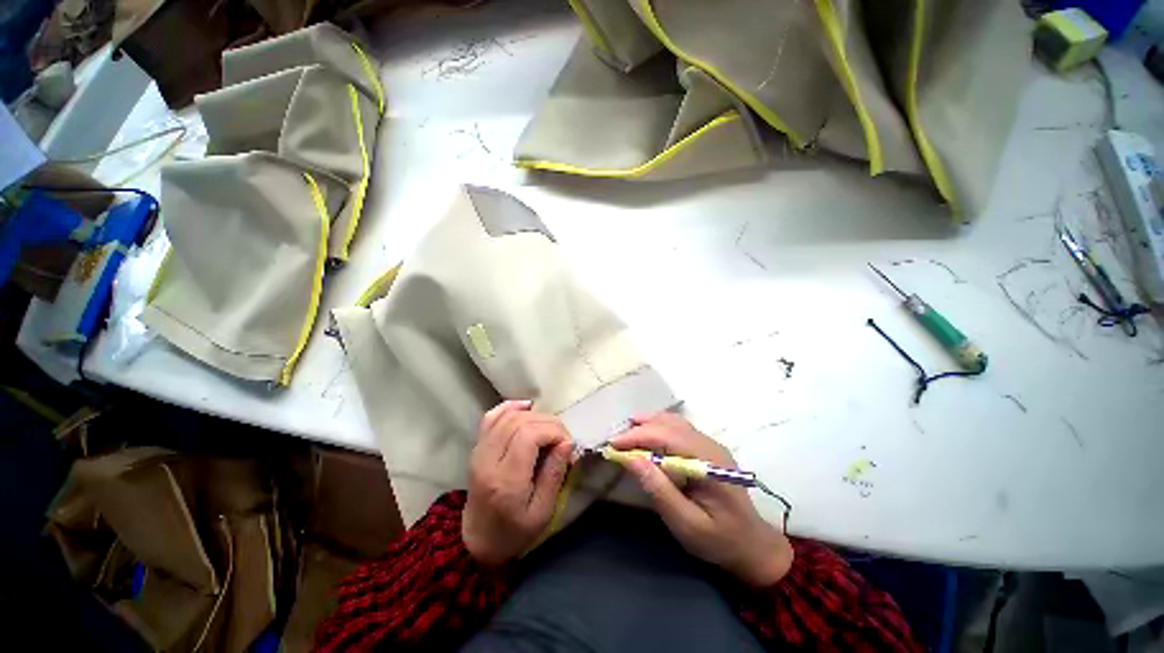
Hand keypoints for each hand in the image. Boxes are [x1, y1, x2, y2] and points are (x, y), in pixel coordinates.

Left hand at [463, 400, 573, 565]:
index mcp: (505, 481)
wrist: (478, 541)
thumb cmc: (514, 532)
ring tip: (549, 430)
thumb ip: (554, 475)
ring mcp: (479, 451)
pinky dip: (510, 407)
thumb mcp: (542, 513)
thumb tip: (567, 442)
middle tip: (562, 439)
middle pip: (520, 422)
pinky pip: (492, 416)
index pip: (529, 436)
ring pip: (508, 416)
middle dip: (548, 423)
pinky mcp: (477, 447)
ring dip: (534, 415)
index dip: (553, 431)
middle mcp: (488, 460)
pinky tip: (527, 407)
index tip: (567, 444)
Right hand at [610, 413, 792, 586]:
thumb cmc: (719, 540)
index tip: (613, 444)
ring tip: (626, 433)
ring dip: (649, 424)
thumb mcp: (687, 524)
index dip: (638, 436)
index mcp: (709, 463)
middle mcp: (711, 446)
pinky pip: (679, 428)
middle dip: (640, 428)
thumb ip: (660, 490)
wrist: (753, 546)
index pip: (668, 437)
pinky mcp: (708, 448)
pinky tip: (647, 435)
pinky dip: (659, 428)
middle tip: (616, 440)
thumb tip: (632, 459)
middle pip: (670, 424)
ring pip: (675, 422)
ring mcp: (711, 444)